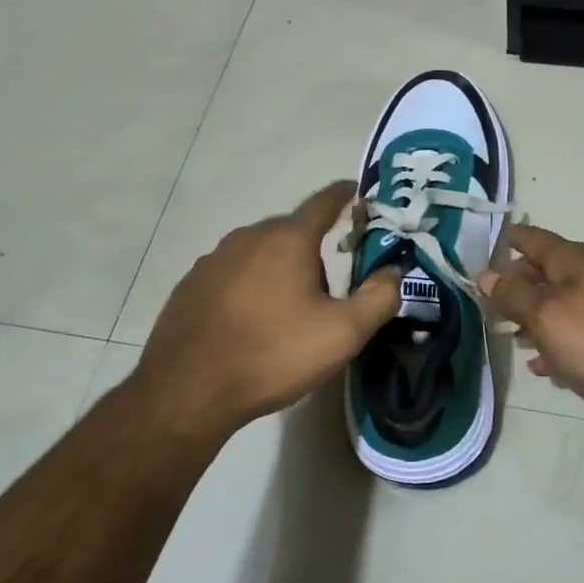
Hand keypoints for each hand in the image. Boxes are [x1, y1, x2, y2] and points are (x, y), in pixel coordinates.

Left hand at [130, 182, 401, 438]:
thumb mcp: (343, 333)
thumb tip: (396, 270)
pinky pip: (233, 274)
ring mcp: (214, 260)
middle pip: (291, 232)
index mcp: (288, 239)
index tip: (355, 192)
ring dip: (279, 270)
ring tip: (288, 311)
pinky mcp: (191, 285)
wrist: (188, 391)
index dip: (344, 195)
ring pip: (260, 253)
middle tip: (329, 288)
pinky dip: (249, 286)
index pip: (323, 202)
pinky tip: (250, 322)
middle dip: (313, 249)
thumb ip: (379, 297)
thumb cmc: (273, 354)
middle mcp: (248, 237)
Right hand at [476, 225, 583, 436]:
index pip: (532, 238)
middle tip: (488, 304)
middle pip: (547, 271)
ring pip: (563, 302)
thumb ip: (514, 294)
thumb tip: (487, 273)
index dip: (506, 242)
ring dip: (536, 316)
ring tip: (511, 337)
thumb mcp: (547, 317)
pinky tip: (547, 365)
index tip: (480, 253)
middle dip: (517, 284)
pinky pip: (582, 330)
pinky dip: (560, 340)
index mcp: (574, 260)